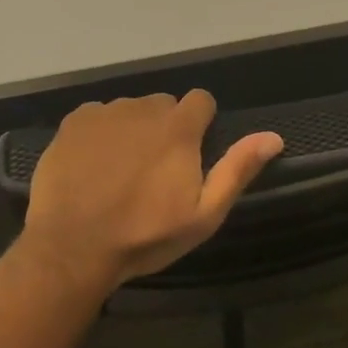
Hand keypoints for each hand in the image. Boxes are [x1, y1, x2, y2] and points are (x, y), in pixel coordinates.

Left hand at [20, 91, 283, 291]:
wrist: (73, 246)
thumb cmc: (145, 235)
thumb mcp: (203, 214)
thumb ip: (237, 170)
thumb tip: (273, 136)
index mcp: (179, 127)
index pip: (201, 100)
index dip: (201, 124)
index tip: (193, 152)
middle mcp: (143, 108)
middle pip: (164, 106)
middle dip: (166, 128)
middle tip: (155, 169)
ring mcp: (106, 112)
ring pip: (130, 111)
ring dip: (132, 130)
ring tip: (120, 171)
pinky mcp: (74, 121)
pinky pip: (97, 117)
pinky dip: (100, 134)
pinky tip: (92, 166)